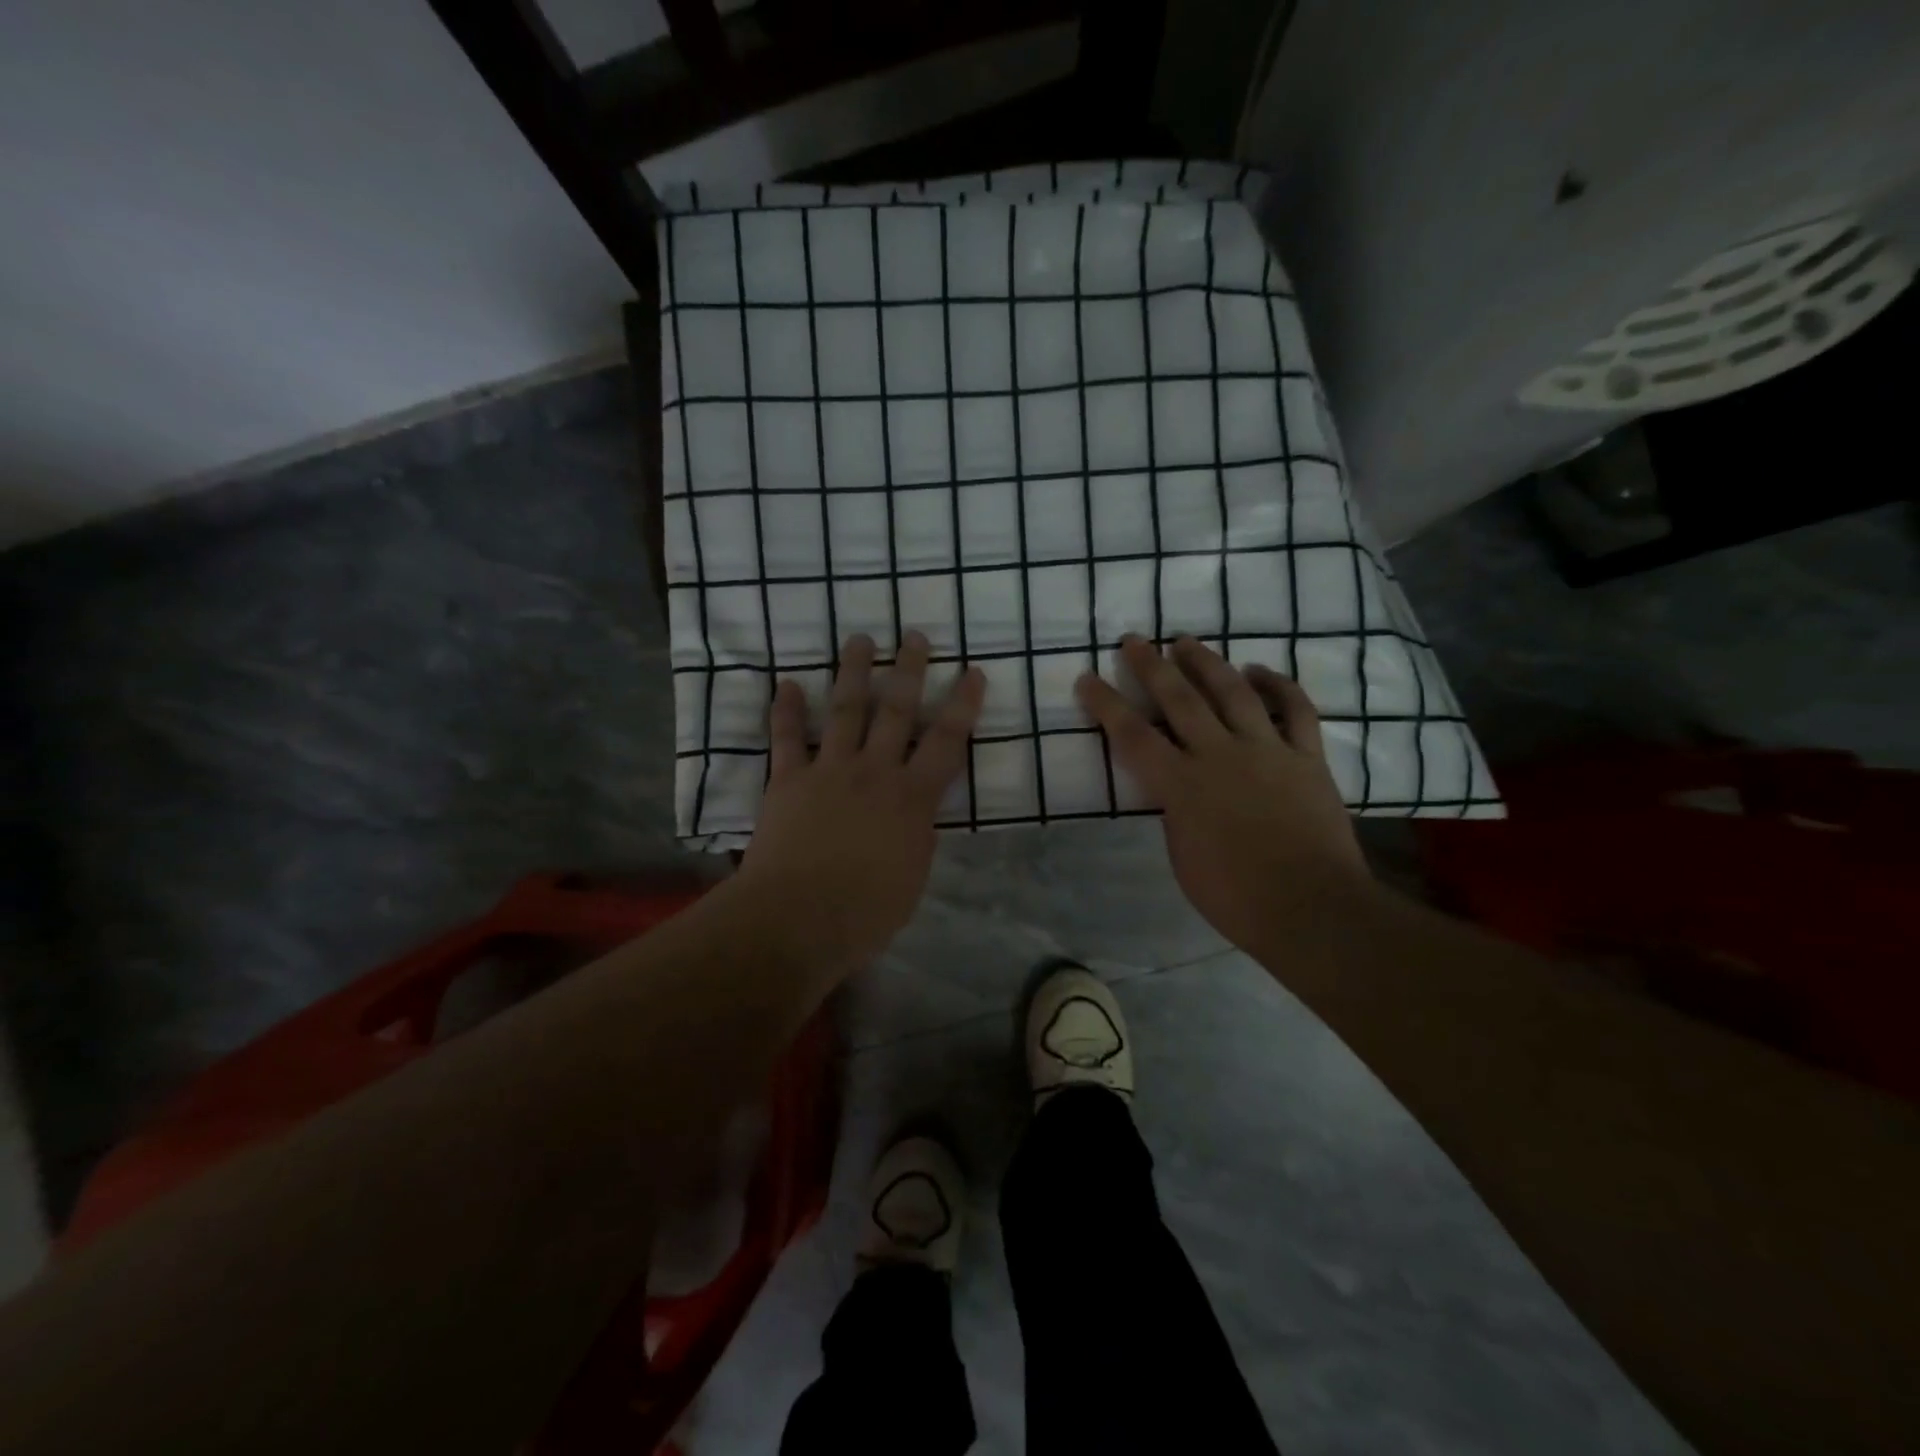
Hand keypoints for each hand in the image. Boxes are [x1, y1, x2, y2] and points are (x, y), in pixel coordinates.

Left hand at [737, 631, 985, 973]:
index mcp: (912, 798)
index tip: (973, 672)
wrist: (798, 919)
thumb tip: (918, 816)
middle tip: (914, 636)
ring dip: (853, 672)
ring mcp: (829, 770)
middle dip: (908, 670)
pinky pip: (785, 737)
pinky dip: (785, 710)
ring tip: (858, 639)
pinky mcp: (788, 780)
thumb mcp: (913, 877)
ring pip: (845, 710)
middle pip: (896, 711)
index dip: (963, 705)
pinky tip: (785, 683)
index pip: (947, 742)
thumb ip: (917, 837)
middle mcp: (874, 772)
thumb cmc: (865, 912)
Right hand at [1076, 635, 1370, 956]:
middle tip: (1135, 640)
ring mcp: (1267, 751)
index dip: (1105, 704)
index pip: (1132, 735)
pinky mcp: (1307, 757)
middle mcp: (1220, 755)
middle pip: (1180, 699)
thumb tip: (1179, 789)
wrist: (1311, 908)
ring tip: (1187, 641)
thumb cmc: (1235, 897)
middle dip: (1152, 666)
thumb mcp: (1182, 858)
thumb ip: (1175, 813)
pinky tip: (1259, 671)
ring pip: (1234, 692)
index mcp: (1181, 785)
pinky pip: (1296, 710)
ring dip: (1207, 663)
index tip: (1087, 678)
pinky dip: (1278, 685)